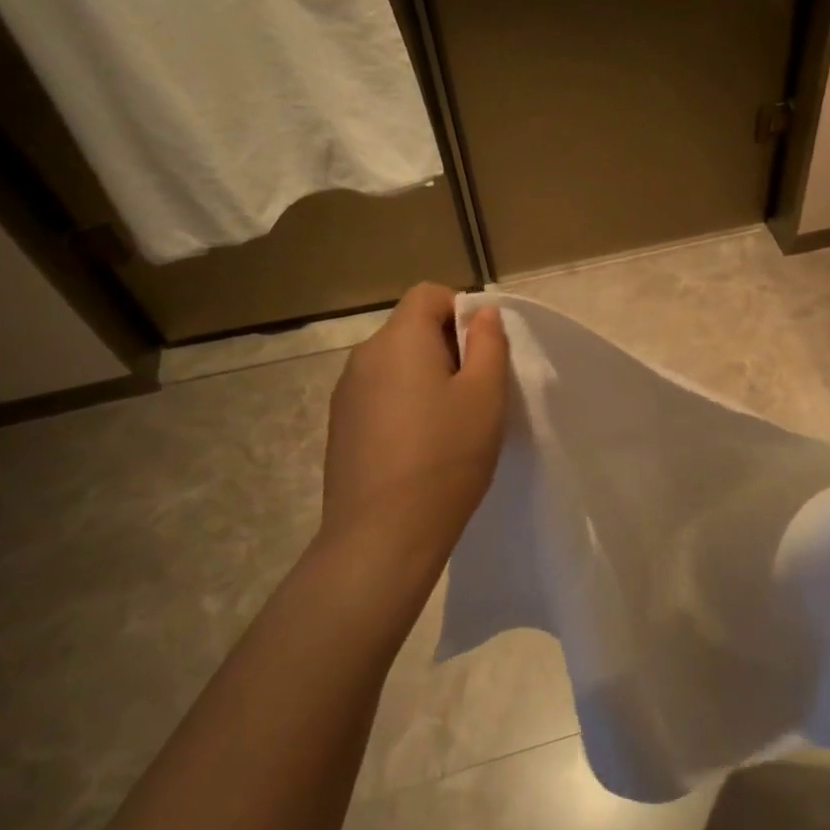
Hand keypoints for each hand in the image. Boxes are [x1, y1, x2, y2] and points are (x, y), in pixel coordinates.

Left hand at [310, 283, 508, 622]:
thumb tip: (481, 311)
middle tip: (476, 394)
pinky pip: (380, 396)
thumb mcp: (485, 396)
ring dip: (425, 379)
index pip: (427, 294)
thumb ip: (488, 343)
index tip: (482, 353)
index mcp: (399, 340)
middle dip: (447, 348)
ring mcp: (346, 394)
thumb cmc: (446, 457)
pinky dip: (404, 406)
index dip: (461, 310)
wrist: (382, 535)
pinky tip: (420, 448)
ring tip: (450, 426)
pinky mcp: (341, 427)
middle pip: (410, 329)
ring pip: (395, 366)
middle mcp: (363, 357)